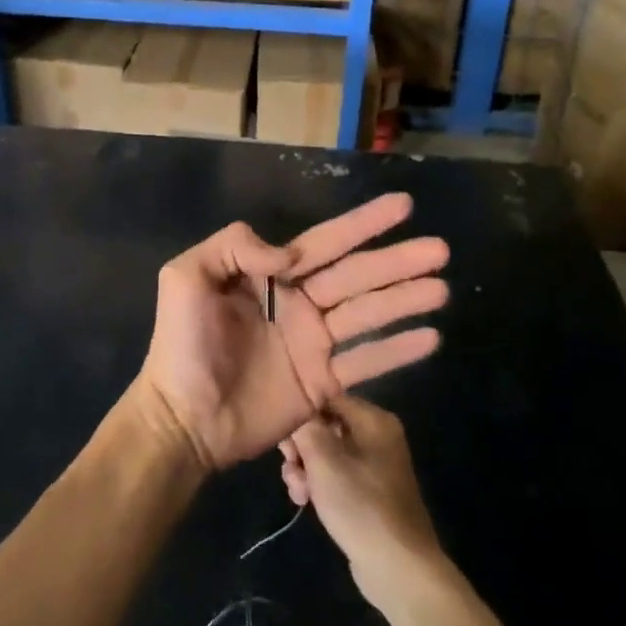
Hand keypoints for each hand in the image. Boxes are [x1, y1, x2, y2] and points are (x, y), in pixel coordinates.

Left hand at [135, 193, 448, 472]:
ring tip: (443, 289)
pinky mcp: (322, 383)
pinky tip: (431, 338)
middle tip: (440, 249)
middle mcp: (299, 303)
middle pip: (357, 275)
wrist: (182, 419)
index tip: (404, 206)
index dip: (363, 224)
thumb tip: (286, 252)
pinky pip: (366, 362)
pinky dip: (398, 350)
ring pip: (368, 314)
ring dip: (406, 300)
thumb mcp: (187, 277)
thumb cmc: (182, 345)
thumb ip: (233, 247)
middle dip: (397, 261)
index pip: (325, 242)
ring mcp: (313, 344)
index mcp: (270, 276)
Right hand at [281, 396, 442, 604]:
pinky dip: (318, 485)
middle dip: (301, 447)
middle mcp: (377, 436)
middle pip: (326, 426)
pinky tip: (305, 502)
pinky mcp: (369, 494)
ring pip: (326, 454)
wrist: (398, 568)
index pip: (328, 398)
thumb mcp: (324, 460)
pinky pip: (336, 476)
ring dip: (305, 469)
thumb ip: (305, 427)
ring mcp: (375, 466)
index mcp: (374, 419)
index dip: (302, 413)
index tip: (282, 435)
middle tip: (289, 465)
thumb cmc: (360, 505)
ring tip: (297, 492)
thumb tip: (295, 412)